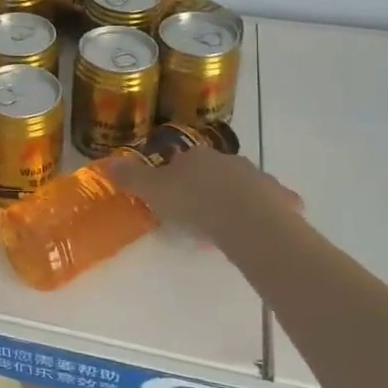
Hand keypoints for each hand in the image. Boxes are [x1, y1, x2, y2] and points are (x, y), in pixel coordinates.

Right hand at [114, 148, 302, 247]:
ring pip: (243, 186)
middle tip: (197, 214)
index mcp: (196, 157)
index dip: (175, 177)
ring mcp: (257, 178)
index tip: (171, 197)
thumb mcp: (154, 191)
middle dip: (206, 187)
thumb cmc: (195, 204)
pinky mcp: (280, 199)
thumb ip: (131, 178)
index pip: (182, 161)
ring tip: (224, 225)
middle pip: (213, 171)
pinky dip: (266, 212)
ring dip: (234, 199)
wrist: (247, 221)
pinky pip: (271, 204)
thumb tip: (106, 162)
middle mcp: (227, 160)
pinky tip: (259, 229)